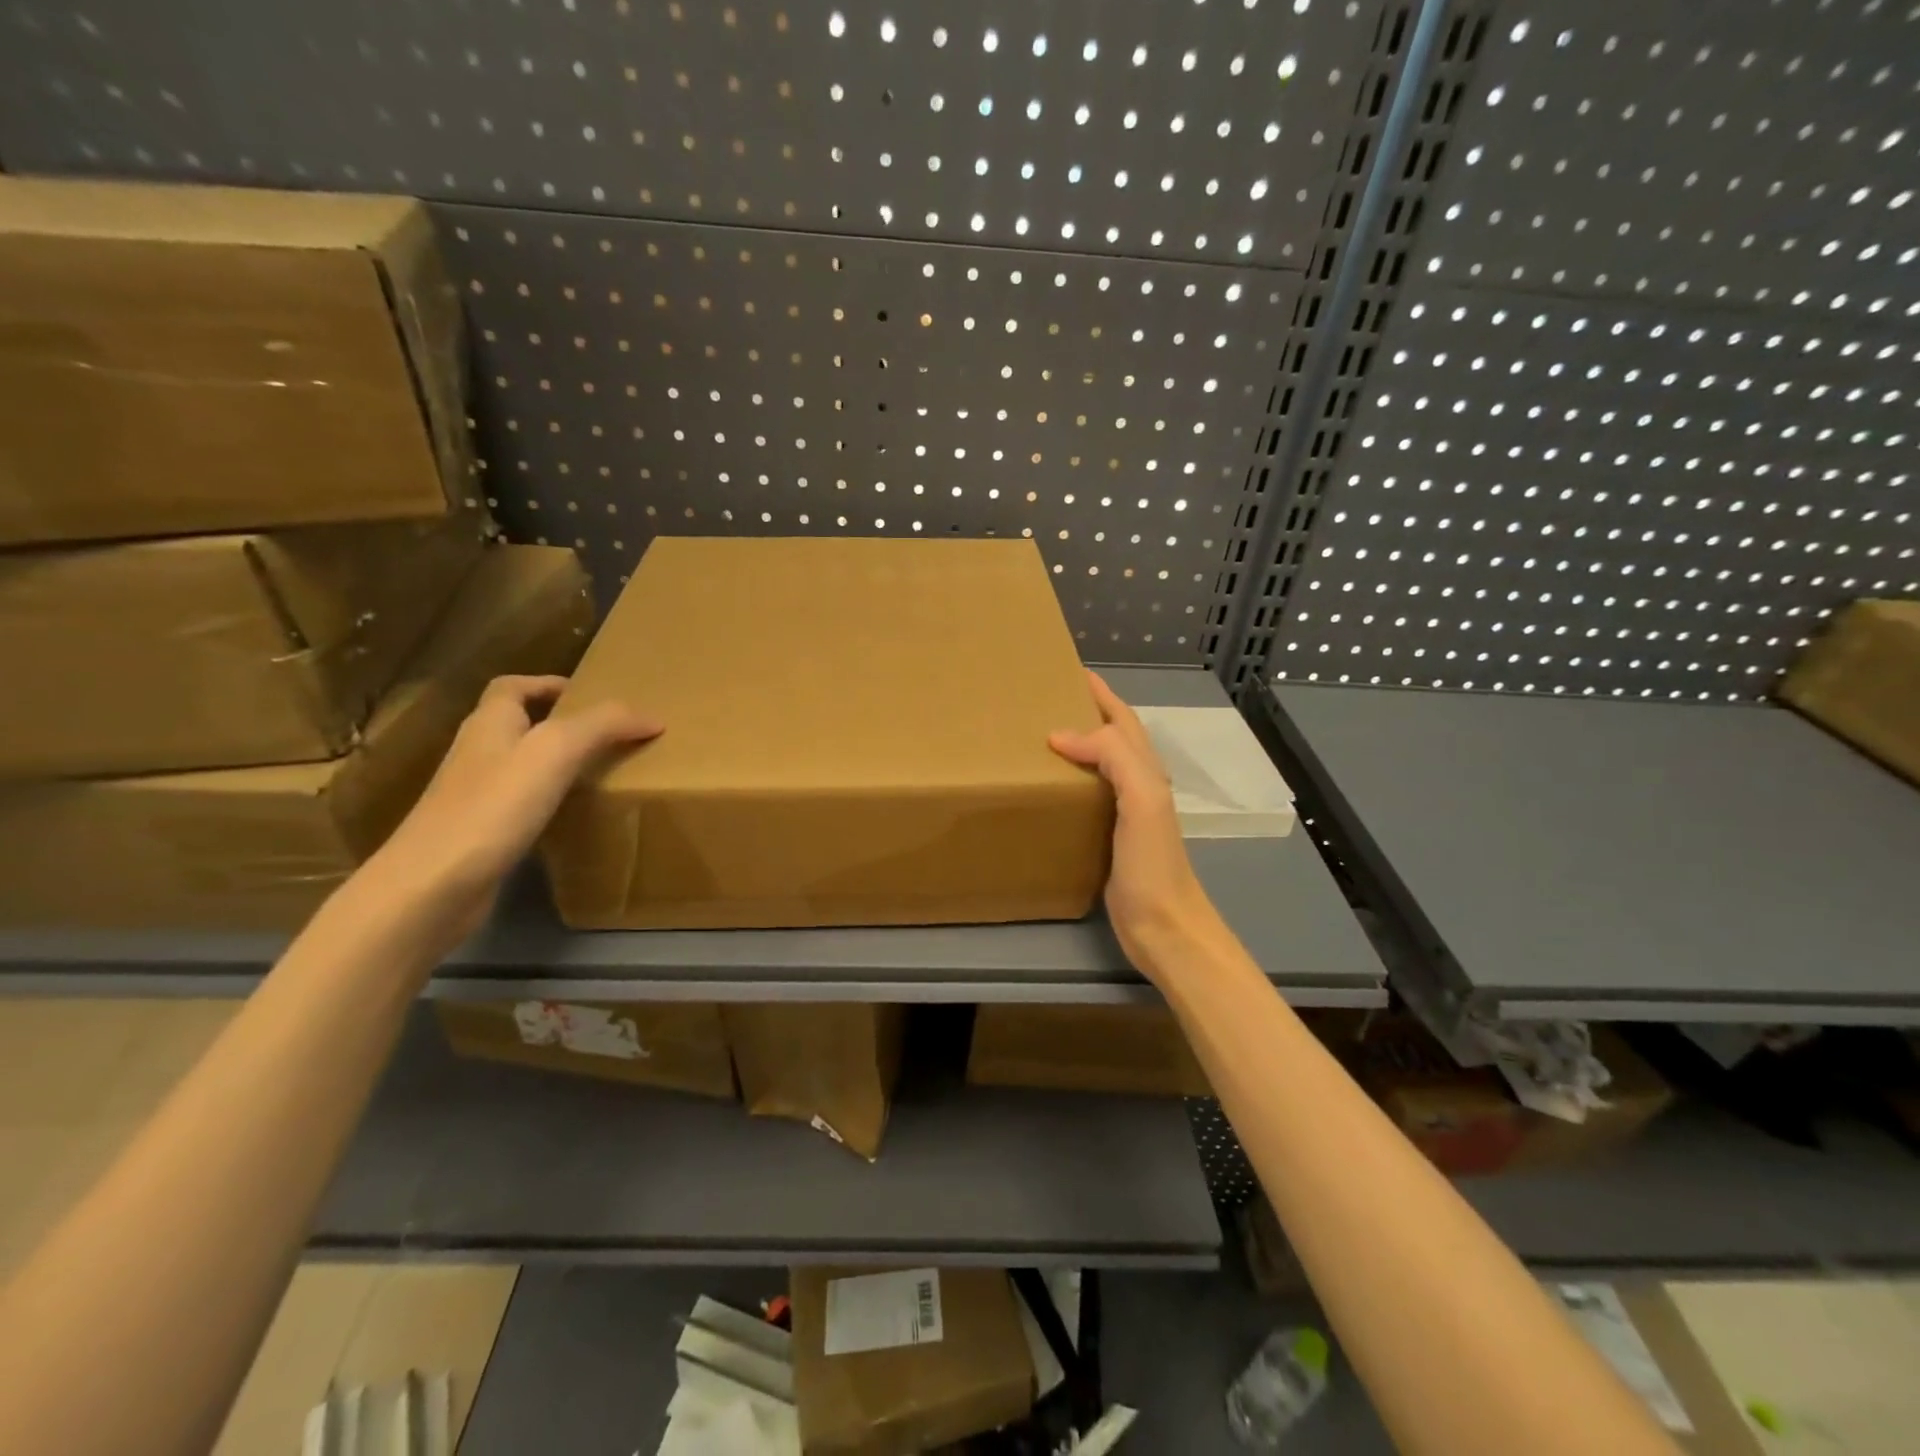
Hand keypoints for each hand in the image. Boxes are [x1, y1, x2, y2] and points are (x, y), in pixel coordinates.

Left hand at [360, 675, 661, 952]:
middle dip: (560, 723)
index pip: (513, 686)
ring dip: (557, 763)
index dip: (548, 684)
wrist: (432, 886)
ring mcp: (474, 795)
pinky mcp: (481, 833)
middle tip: (608, 734)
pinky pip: (521, 803)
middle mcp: (478, 752)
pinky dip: (550, 800)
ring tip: (601, 771)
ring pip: (521, 764)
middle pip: (518, 724)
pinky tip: (575, 815)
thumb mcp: (556, 750)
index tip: (591, 695)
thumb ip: (604, 725)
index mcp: (489, 723)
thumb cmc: (493, 806)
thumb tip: (652, 717)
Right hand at [1049, 672, 1219, 974]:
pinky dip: (1067, 782)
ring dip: (1074, 746)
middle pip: (1111, 738)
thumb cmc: (1153, 864)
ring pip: (1098, 767)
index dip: (1101, 694)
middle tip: (1043, 701)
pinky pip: (1086, 798)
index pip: (1122, 720)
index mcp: (1146, 771)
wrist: (1164, 927)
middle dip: (1085, 713)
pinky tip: (1046, 789)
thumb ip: (1113, 757)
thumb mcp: (1141, 800)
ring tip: (1036, 737)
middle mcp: (1137, 786)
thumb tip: (1061, 734)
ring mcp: (1123, 815)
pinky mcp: (1107, 840)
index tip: (1069, 672)